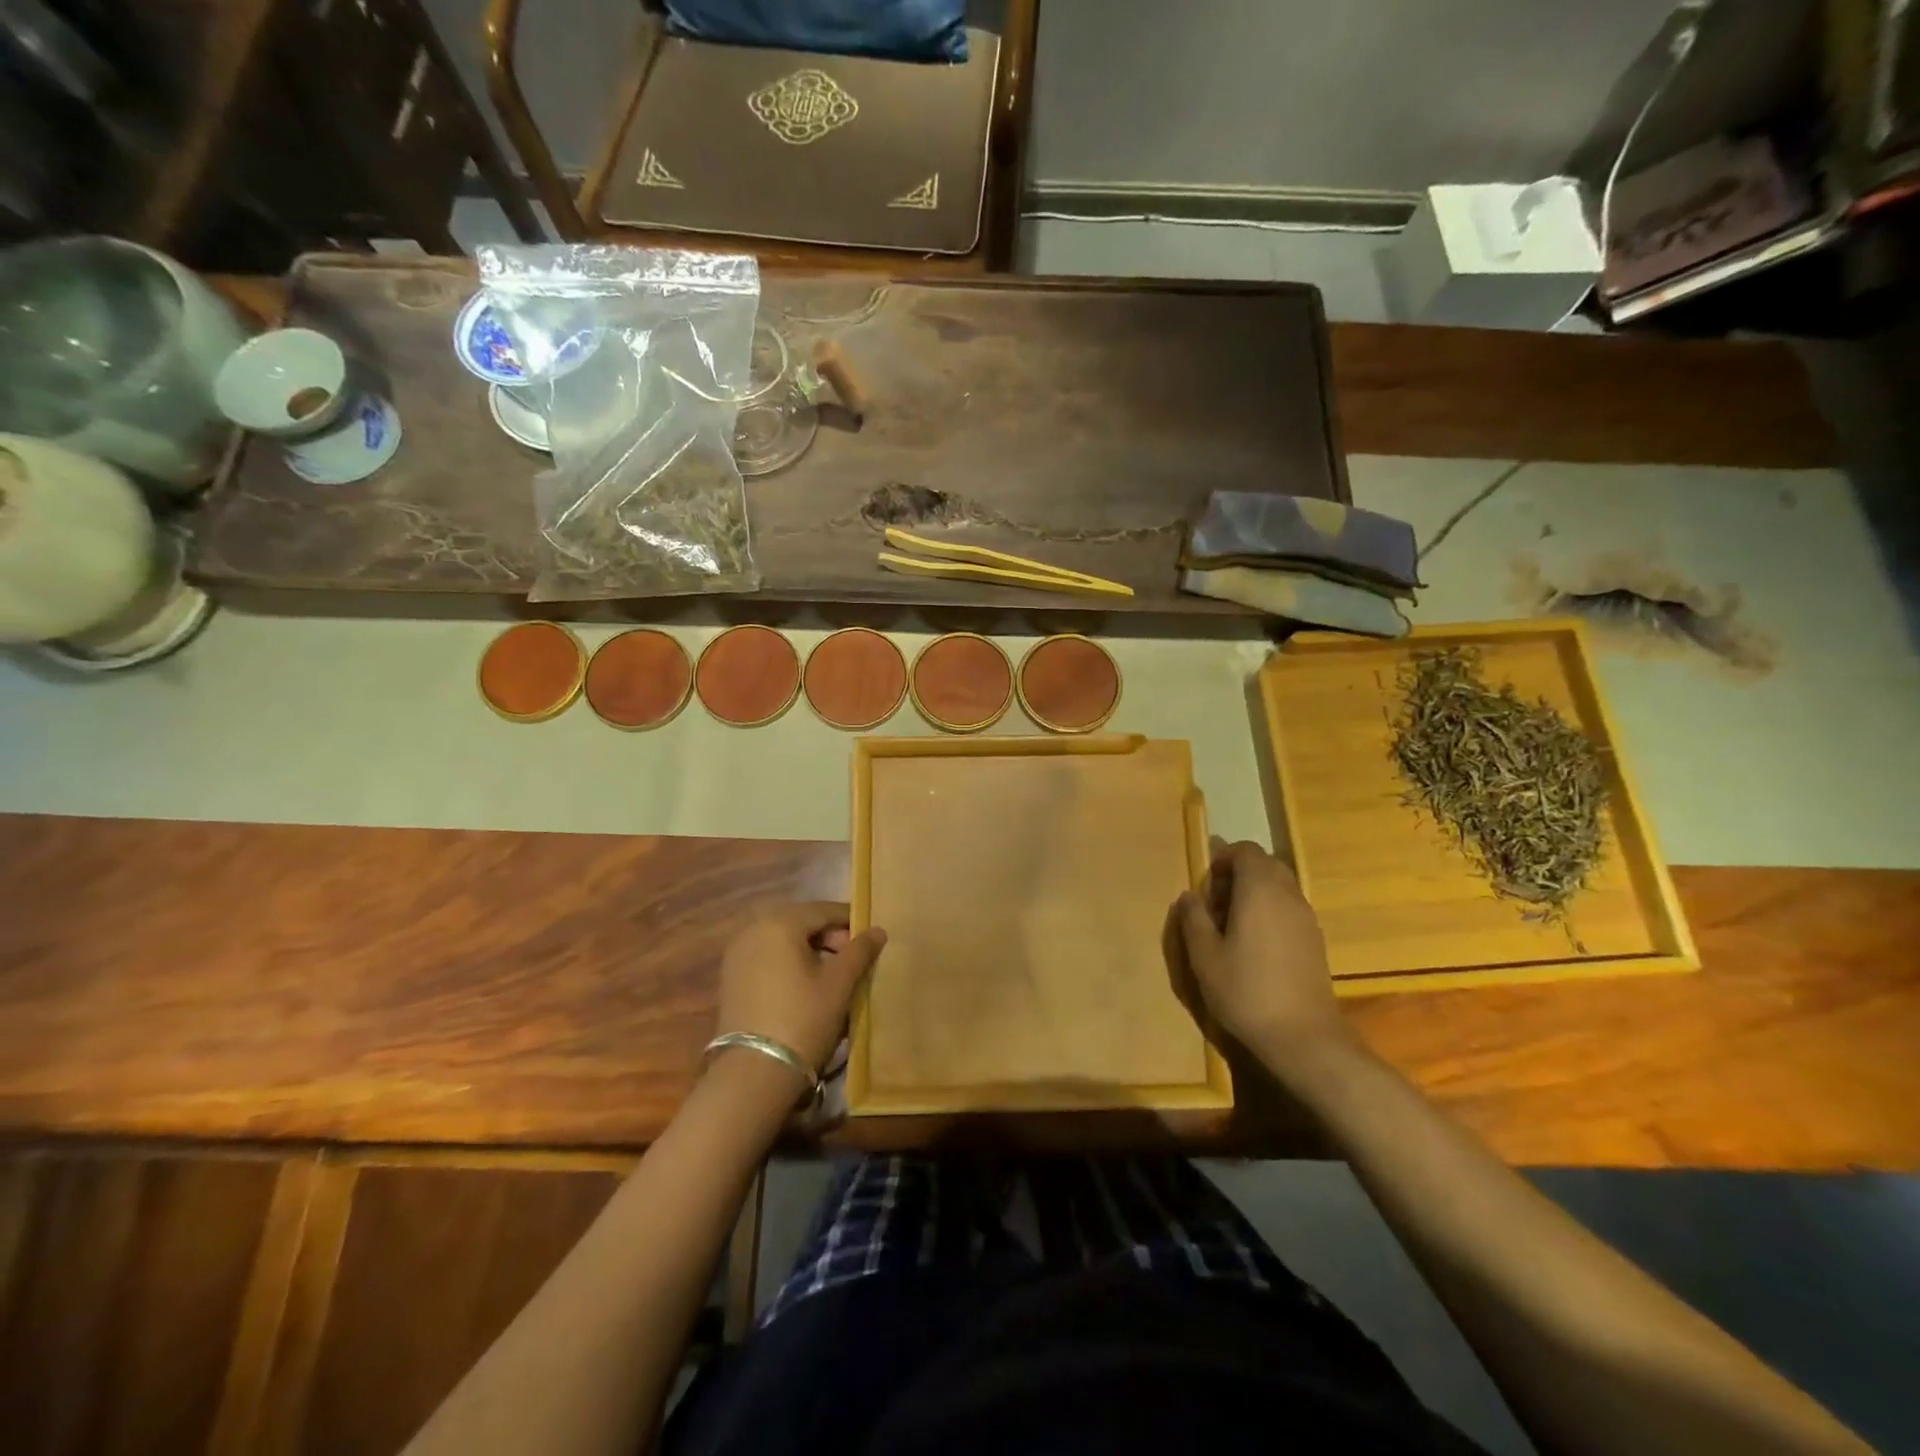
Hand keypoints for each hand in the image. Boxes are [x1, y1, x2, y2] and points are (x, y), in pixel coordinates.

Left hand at [715, 902, 887, 1072]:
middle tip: (853, 960)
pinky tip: (805, 986)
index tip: (871, 938)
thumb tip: (877, 930)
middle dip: (830, 937)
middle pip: (801, 922)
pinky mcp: (730, 977)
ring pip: (783, 940)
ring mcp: (737, 954)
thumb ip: (859, 950)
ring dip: (809, 950)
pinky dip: (789, 963)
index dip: (850, 921)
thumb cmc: (803, 1018)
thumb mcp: (839, 983)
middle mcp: (753, 929)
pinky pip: (767, 957)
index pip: (823, 910)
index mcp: (779, 922)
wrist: (754, 1072)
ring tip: (833, 975)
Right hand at [1166, 841, 1355, 1064]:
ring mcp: (1306, 917)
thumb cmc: (1246, 991)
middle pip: (1265, 865)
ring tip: (1230, 928)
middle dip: (1237, 875)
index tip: (1205, 886)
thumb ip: (1193, 918)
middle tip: (1214, 905)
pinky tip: (1254, 947)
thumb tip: (1189, 896)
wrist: (1304, 1037)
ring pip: (1279, 887)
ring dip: (1253, 894)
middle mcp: (1288, 894)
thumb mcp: (1204, 955)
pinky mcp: (1316, 940)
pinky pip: (1288, 908)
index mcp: (1259, 889)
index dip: (1222, 859)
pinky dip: (1269, 912)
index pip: (1245, 851)